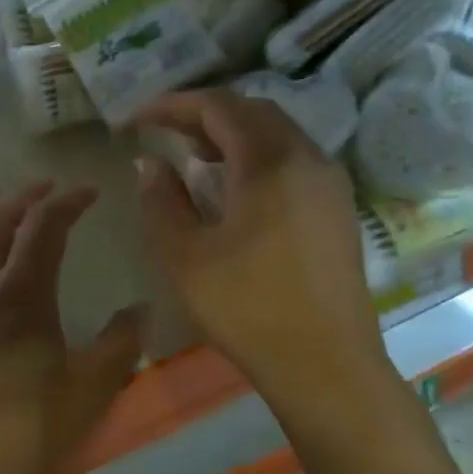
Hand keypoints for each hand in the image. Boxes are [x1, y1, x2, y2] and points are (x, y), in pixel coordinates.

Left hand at [0, 182, 145, 473]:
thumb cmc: (29, 427)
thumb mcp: (91, 387)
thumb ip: (120, 342)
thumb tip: (141, 309)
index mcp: (20, 290)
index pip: (44, 224)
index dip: (68, 200)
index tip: (90, 191)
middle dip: (27, 195)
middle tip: (52, 188)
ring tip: (18, 213)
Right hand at [135, 91, 385, 407]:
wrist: (327, 368)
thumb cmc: (248, 309)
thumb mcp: (184, 255)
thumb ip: (160, 199)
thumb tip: (149, 162)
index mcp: (271, 162)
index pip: (218, 107)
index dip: (171, 105)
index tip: (134, 120)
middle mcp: (308, 158)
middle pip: (251, 111)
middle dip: (202, 113)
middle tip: (162, 132)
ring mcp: (330, 183)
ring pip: (276, 133)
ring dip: (231, 133)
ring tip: (192, 155)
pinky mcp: (338, 208)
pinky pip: (293, 158)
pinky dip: (256, 155)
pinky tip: (234, 186)